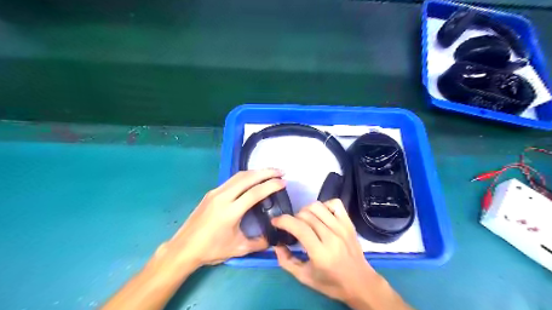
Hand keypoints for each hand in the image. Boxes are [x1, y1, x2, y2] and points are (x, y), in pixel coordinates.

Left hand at [163, 169, 284, 266]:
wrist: (183, 248)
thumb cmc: (211, 250)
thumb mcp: (238, 249)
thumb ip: (259, 243)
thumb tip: (273, 238)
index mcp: (230, 211)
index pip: (255, 193)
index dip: (271, 185)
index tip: (284, 182)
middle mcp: (223, 197)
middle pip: (248, 178)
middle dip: (266, 172)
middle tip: (281, 171)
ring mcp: (215, 192)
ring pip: (239, 176)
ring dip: (256, 172)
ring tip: (270, 172)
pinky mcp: (211, 193)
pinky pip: (232, 180)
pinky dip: (246, 176)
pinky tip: (252, 179)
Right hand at [271, 200, 409, 308]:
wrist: (360, 283)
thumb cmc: (331, 283)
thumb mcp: (304, 278)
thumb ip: (286, 261)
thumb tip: (276, 244)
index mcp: (320, 253)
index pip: (299, 227)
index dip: (283, 221)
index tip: (275, 221)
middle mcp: (332, 237)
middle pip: (306, 215)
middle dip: (293, 218)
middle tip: (291, 227)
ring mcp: (342, 227)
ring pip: (318, 206)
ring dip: (306, 210)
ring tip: (305, 220)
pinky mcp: (349, 223)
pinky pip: (335, 203)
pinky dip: (324, 205)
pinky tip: (321, 215)